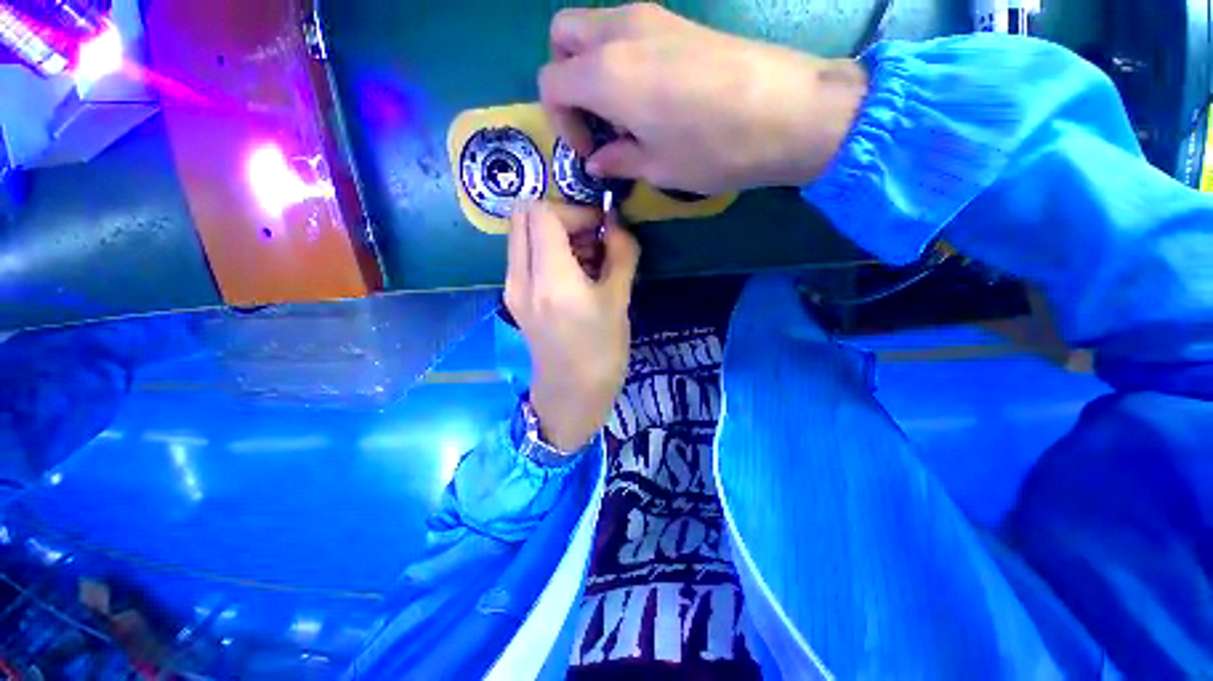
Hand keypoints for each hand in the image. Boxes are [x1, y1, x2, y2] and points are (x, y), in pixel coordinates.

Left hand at [505, 202, 639, 451]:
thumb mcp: (619, 301)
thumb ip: (621, 254)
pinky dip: (547, 252)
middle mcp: (521, 278)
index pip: (543, 212)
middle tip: (591, 238)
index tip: (602, 229)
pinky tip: (573, 275)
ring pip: (522, 235)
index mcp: (550, 279)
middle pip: (523, 215)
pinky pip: (524, 256)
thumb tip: (617, 224)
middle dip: (561, 216)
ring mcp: (512, 288)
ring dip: (553, 234)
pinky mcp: (514, 298)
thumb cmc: (602, 352)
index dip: (575, 211)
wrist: (571, 395)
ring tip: (587, 259)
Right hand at [539, 3, 868, 194]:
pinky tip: (647, 95)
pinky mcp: (677, 20)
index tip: (590, 150)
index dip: (561, 122)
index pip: (551, 82)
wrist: (789, 110)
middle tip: (594, 119)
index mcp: (607, 74)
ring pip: (594, 28)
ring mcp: (651, 17)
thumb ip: (619, 160)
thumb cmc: (716, 148)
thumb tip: (597, 161)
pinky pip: (626, 30)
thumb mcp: (658, 168)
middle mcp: (620, 32)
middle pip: (563, 37)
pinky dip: (620, 58)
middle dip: (566, 79)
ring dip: (592, 67)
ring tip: (622, 112)